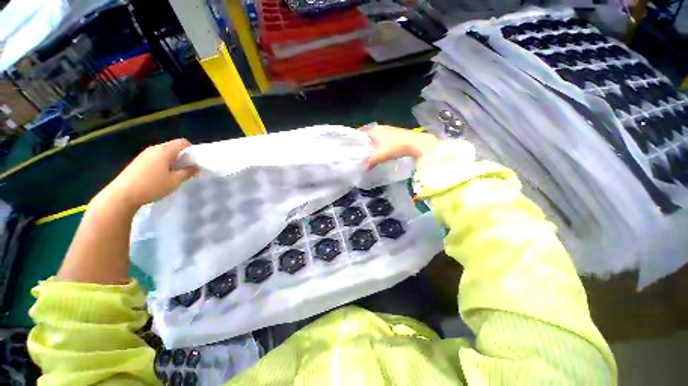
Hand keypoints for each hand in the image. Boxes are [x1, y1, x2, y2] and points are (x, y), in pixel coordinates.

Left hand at [97, 139, 197, 210]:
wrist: (122, 195)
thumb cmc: (152, 186)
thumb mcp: (175, 181)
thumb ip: (188, 172)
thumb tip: (196, 166)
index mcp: (165, 150)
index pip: (183, 142)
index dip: (192, 150)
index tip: (196, 162)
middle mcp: (154, 148)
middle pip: (174, 147)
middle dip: (183, 157)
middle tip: (187, 170)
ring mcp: (145, 154)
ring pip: (165, 153)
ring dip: (173, 161)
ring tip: (175, 175)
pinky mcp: (139, 161)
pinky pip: (156, 158)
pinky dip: (163, 164)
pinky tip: (162, 177)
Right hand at [360, 124, 438, 169]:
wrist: (416, 143)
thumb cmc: (395, 147)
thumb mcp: (380, 156)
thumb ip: (370, 162)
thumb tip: (363, 169)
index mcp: (375, 129)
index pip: (361, 131)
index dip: (356, 137)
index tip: (351, 144)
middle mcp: (381, 127)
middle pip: (369, 133)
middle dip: (364, 140)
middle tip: (359, 149)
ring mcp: (390, 130)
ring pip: (377, 135)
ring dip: (373, 142)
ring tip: (369, 151)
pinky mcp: (397, 134)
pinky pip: (384, 138)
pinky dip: (380, 143)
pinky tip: (381, 150)